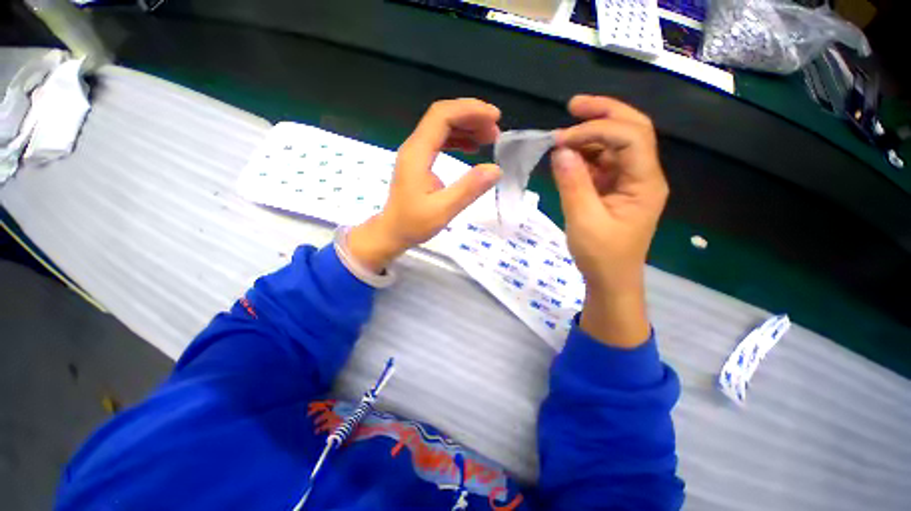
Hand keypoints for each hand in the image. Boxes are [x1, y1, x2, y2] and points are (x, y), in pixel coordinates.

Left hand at [347, 99, 502, 271]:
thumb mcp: (443, 210)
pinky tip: (473, 148)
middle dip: (471, 116)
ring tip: (489, 138)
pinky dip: (459, 139)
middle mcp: (415, 146)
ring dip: (467, 127)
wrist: (392, 232)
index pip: (442, 116)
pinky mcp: (420, 161)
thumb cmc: (413, 224)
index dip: (470, 110)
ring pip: (442, 127)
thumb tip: (496, 169)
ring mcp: (416, 153)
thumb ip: (468, 189)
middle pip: (443, 116)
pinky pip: (441, 141)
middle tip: (496, 130)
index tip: (495, 118)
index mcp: (417, 153)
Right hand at [552, 95, 668, 347]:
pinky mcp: (614, 190)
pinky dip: (584, 157)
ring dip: (589, 136)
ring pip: (615, 145)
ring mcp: (628, 182)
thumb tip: (560, 150)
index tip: (561, 140)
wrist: (611, 280)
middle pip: (631, 130)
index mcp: (645, 182)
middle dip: (603, 113)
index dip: (596, 130)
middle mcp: (642, 175)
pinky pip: (602, 164)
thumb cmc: (601, 256)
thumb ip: (573, 184)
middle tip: (573, 106)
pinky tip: (566, 158)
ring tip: (561, 138)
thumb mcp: (583, 221)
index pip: (630, 137)